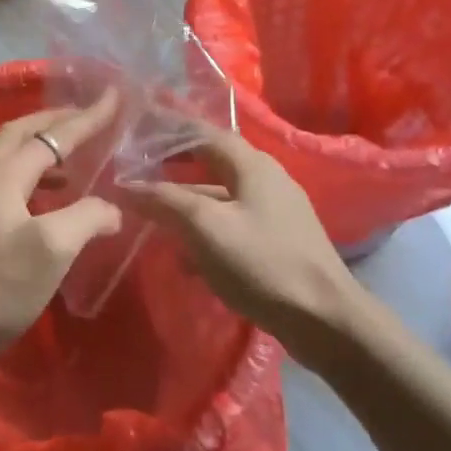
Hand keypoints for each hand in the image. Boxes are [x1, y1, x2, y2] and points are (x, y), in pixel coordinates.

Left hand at [0, 91, 123, 378]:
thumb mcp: (53, 249)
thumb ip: (87, 218)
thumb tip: (111, 209)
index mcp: (1, 175)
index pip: (50, 137)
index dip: (85, 118)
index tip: (113, 98)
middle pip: (19, 133)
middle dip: (55, 121)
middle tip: (87, 117)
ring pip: (7, 157)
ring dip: (41, 148)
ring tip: (73, 160)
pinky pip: (1, 181)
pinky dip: (29, 175)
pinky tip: (44, 200)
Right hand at [129, 128, 388, 364]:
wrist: (325, 319)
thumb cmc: (262, 263)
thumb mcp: (205, 227)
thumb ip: (164, 201)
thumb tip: (126, 185)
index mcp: (252, 165)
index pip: (203, 133)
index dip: (169, 130)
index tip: (137, 130)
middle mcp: (266, 180)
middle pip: (212, 164)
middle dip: (174, 169)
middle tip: (138, 173)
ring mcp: (275, 213)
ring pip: (220, 198)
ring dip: (186, 205)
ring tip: (151, 218)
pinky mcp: (277, 243)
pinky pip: (231, 226)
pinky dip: (204, 233)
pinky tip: (186, 259)